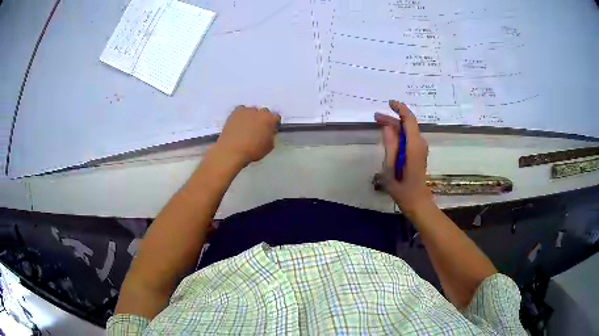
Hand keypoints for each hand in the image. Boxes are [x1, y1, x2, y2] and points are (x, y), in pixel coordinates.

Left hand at [215, 105, 280, 164]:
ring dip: (252, 116)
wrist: (232, 151)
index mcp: (270, 119)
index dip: (273, 124)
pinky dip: (241, 115)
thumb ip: (271, 136)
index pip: (276, 117)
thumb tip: (268, 132)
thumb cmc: (253, 151)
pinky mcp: (235, 112)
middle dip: (262, 119)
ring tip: (246, 127)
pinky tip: (239, 124)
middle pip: (264, 112)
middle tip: (258, 129)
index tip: (270, 130)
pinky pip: (241, 110)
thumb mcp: (269, 146)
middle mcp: (259, 112)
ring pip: (252, 111)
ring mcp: (246, 110)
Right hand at [374, 101, 432, 217]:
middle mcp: (420, 143)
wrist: (417, 201)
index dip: (400, 108)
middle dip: (392, 119)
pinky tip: (389, 136)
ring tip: (379, 125)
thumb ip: (390, 145)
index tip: (389, 103)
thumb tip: (387, 126)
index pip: (409, 120)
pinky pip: (409, 138)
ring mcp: (421, 148)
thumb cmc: (402, 187)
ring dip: (395, 126)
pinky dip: (399, 134)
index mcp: (414, 146)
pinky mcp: (419, 153)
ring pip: (408, 131)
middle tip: (375, 118)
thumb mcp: (390, 167)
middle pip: (407, 124)